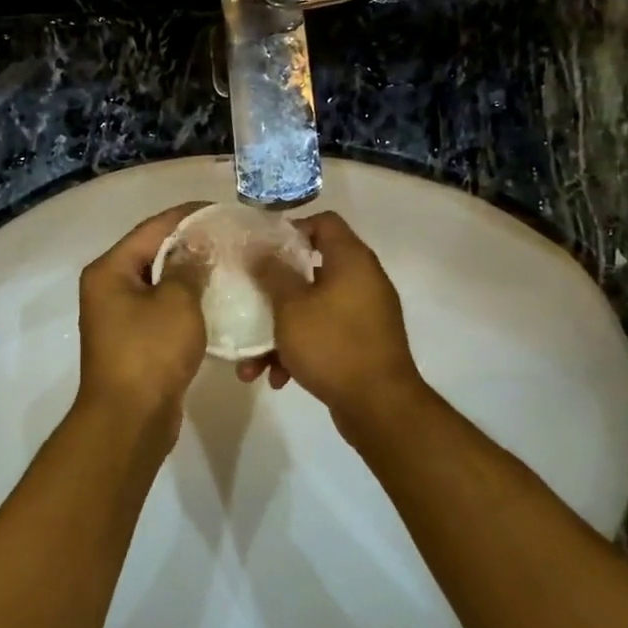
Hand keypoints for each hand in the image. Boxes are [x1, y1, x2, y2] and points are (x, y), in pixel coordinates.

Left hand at [76, 202, 208, 436]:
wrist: (130, 420)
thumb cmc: (150, 352)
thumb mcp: (176, 302)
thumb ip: (188, 267)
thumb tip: (197, 247)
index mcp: (110, 270)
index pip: (152, 228)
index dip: (188, 216)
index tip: (222, 210)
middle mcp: (109, 288)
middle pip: (153, 254)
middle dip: (191, 245)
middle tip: (230, 239)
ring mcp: (120, 317)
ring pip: (160, 284)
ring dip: (190, 276)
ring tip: (229, 266)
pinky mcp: (135, 342)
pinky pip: (163, 311)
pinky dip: (186, 304)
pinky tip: (216, 302)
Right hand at [239, 211, 426, 423]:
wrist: (379, 406)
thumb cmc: (331, 345)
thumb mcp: (291, 306)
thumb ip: (273, 273)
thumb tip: (261, 250)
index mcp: (351, 260)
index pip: (324, 222)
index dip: (291, 229)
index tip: (261, 250)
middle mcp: (362, 280)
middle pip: (311, 269)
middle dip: (274, 292)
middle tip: (249, 301)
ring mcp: (364, 314)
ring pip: (312, 309)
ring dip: (280, 332)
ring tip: (251, 363)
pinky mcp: (362, 344)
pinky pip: (324, 336)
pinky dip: (299, 350)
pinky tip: (277, 378)